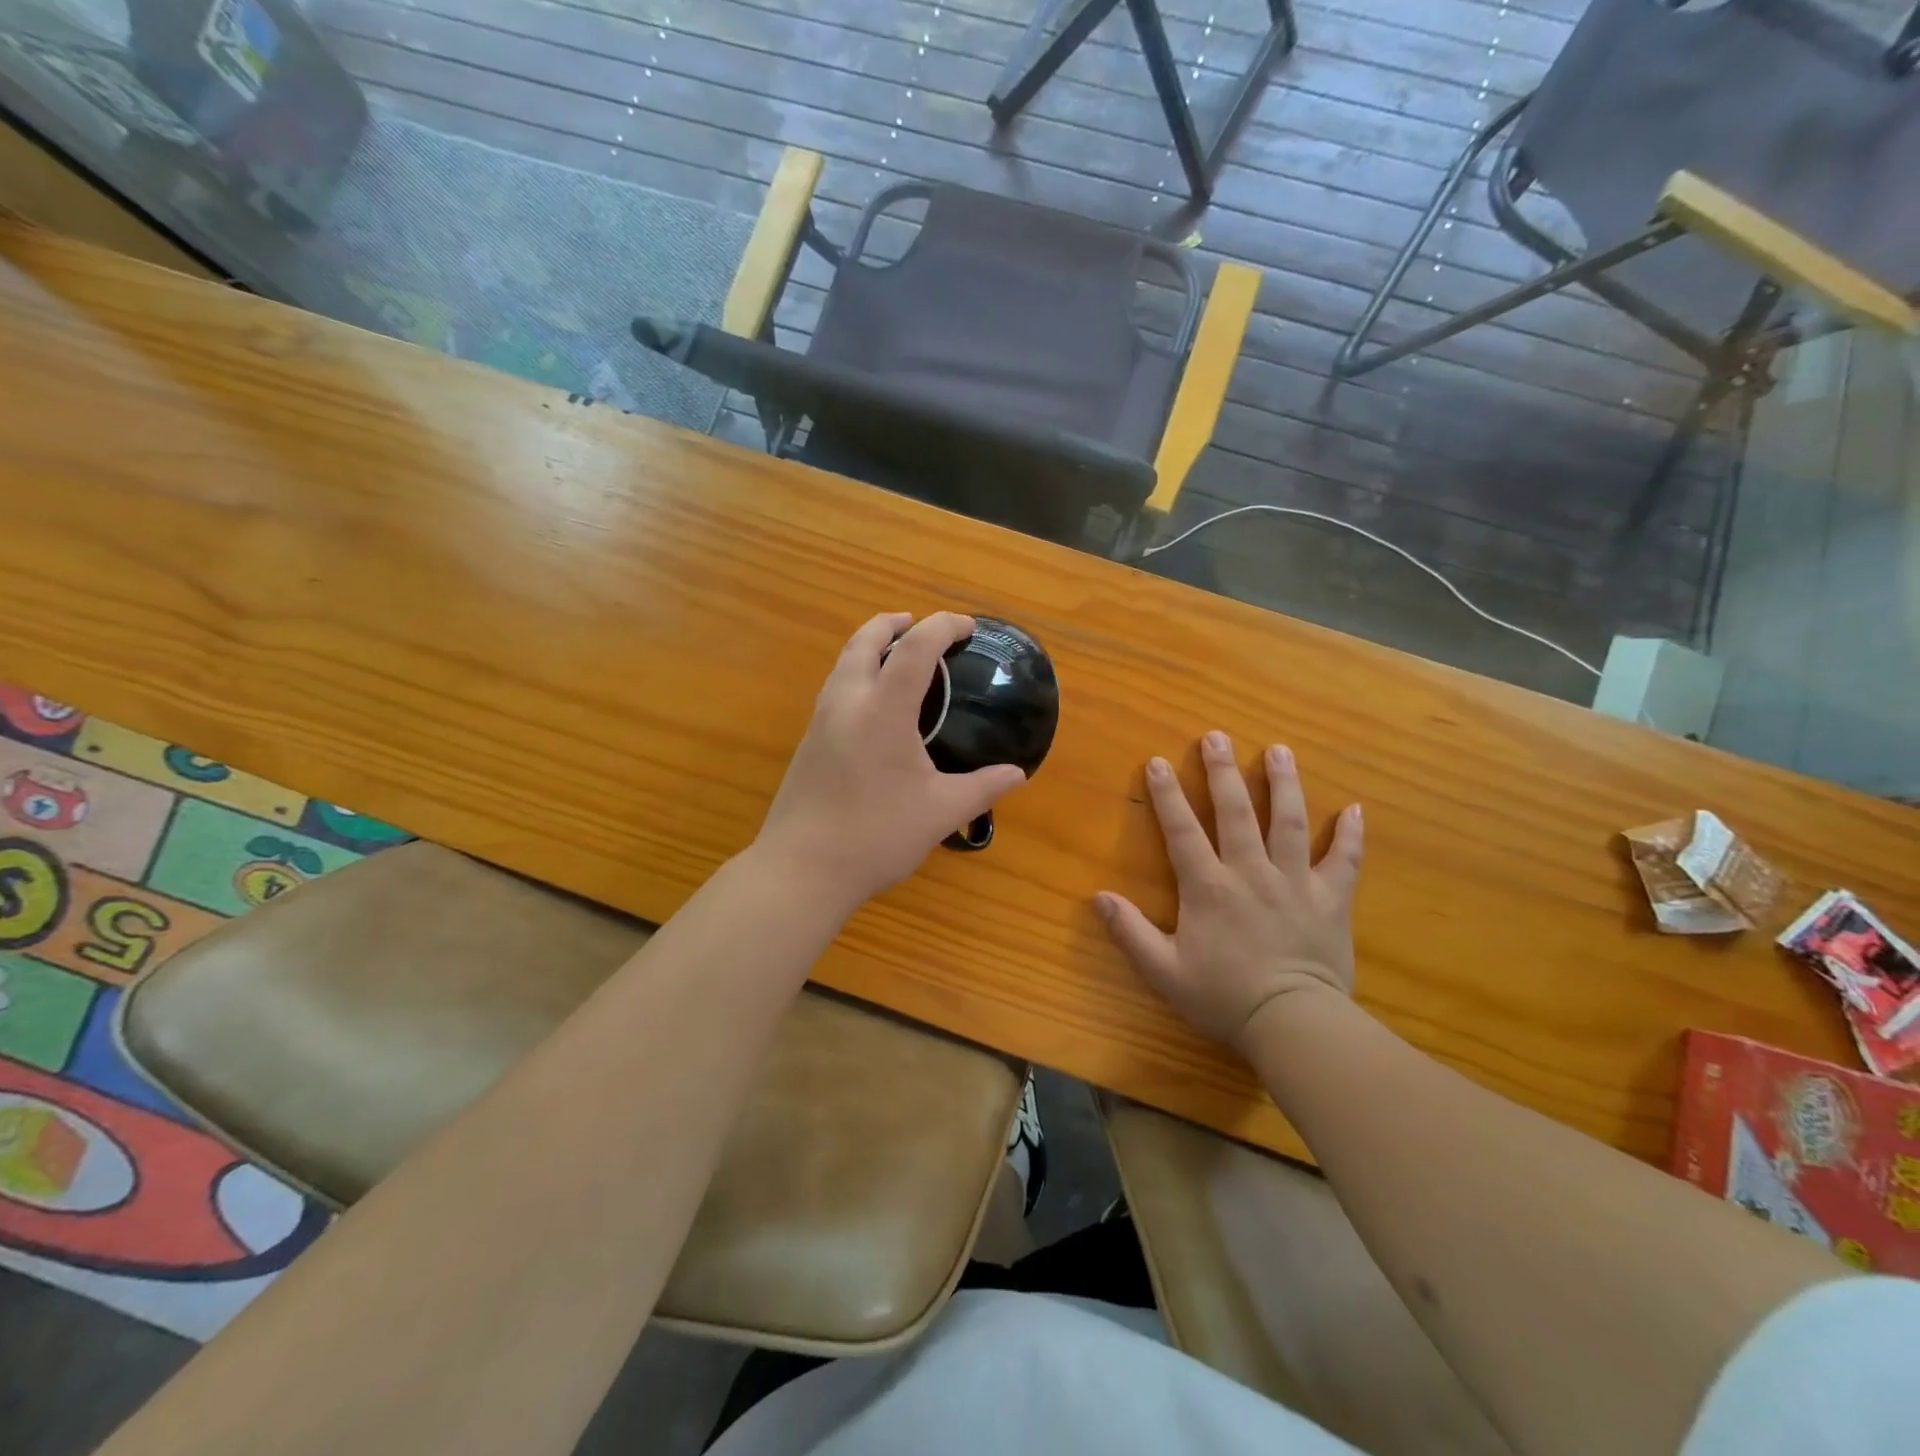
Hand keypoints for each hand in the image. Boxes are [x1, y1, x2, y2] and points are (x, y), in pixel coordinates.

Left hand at [756, 612, 1027, 913]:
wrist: (801, 869)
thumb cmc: (876, 836)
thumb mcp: (940, 812)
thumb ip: (983, 788)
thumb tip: (1017, 774)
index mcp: (883, 710)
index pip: (915, 648)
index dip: (943, 627)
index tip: (967, 627)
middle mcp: (847, 703)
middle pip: (865, 641)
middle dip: (893, 623)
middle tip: (920, 625)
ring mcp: (820, 721)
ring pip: (843, 663)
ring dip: (871, 646)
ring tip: (897, 656)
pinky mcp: (807, 742)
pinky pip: (835, 688)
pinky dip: (857, 673)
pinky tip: (874, 705)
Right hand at [1096, 732, 1362, 1055]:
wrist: (1293, 1024)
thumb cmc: (1224, 997)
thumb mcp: (1164, 971)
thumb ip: (1130, 932)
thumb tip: (1098, 896)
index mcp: (1209, 887)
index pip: (1183, 830)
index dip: (1168, 795)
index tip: (1158, 761)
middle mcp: (1251, 872)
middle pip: (1237, 812)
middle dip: (1224, 772)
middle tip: (1218, 736)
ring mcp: (1295, 882)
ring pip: (1290, 823)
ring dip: (1284, 784)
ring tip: (1280, 751)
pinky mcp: (1331, 899)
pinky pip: (1345, 861)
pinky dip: (1351, 835)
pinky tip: (1355, 808)